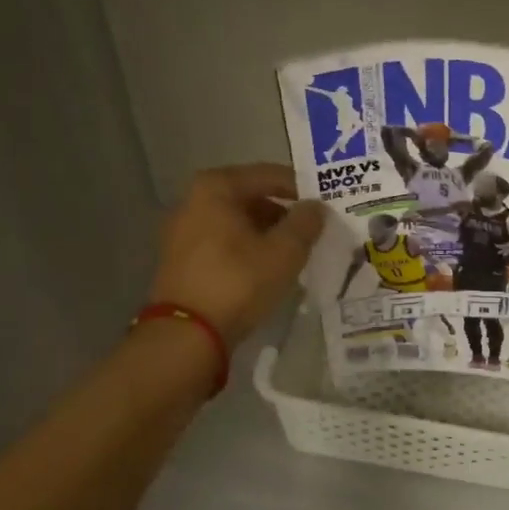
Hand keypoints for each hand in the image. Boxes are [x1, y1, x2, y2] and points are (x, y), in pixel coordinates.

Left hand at [147, 164, 326, 344]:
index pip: (270, 175)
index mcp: (216, 187)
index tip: (327, 205)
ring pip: (238, 221)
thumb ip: (306, 223)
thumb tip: (316, 207)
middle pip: (252, 197)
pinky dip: (248, 248)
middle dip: (284, 212)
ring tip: (296, 252)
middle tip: (314, 230)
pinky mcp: (182, 258)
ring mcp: (183, 230)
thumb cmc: (238, 281)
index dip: (302, 189)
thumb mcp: (285, 251)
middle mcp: (194, 200)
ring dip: (267, 232)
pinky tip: (268, 267)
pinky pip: (224, 241)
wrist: (187, 334)